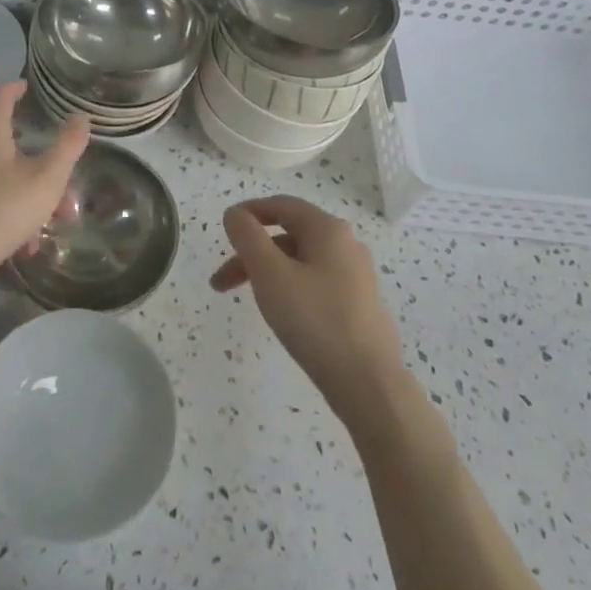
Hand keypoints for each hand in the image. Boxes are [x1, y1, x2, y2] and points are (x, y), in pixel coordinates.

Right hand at [211, 195, 404, 416]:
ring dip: (267, 273)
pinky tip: (281, 314)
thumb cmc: (314, 319)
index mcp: (328, 230)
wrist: (368, 384)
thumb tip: (236, 214)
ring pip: (300, 262)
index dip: (249, 212)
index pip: (281, 205)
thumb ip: (247, 236)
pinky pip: (315, 283)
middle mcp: (346, 245)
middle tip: (222, 282)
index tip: (224, 228)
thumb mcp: (269, 273)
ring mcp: (356, 277)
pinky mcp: (359, 305)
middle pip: (288, 235)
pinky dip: (289, 288)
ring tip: (247, 301)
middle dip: (251, 254)